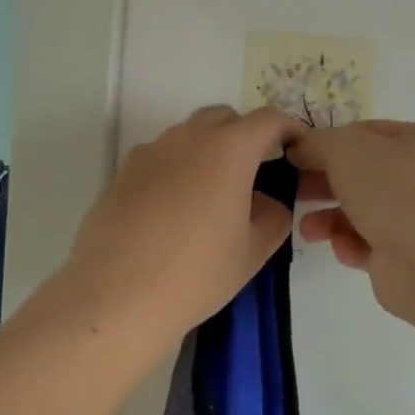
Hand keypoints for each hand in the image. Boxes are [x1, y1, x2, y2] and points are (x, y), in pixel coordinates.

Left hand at [61, 106, 304, 339]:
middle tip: (255, 173)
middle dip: (245, 136)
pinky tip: (174, 210)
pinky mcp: (122, 173)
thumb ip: (273, 216)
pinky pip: (160, 158)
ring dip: (208, 151)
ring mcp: (150, 152)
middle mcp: (187, 138)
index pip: (268, 120)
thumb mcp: (253, 251)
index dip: (289, 129)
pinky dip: (177, 169)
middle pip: (224, 118)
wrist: (117, 296)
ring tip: (213, 196)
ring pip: (188, 135)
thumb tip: (265, 202)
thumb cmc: (197, 273)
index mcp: (228, 150)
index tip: (297, 149)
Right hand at [288, 120, 414, 321]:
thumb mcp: (345, 149)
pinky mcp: (406, 256)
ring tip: (309, 230)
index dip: (331, 141)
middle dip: (324, 183)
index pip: (368, 133)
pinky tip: (344, 249)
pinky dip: (351, 246)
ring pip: (361, 212)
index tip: (298, 154)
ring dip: (329, 219)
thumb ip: (317, 142)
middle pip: (362, 175)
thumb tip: (300, 148)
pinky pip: (368, 245)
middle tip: (293, 190)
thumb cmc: (391, 190)